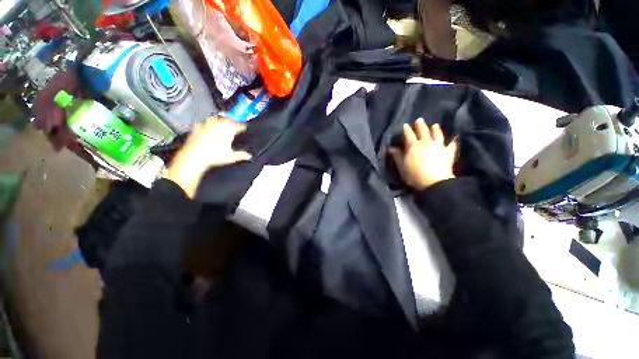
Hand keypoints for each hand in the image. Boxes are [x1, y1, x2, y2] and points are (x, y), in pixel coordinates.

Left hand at [165, 117, 251, 198]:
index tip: (244, 128)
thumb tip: (249, 156)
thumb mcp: (231, 157)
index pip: (239, 125)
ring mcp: (207, 125)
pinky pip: (202, 123)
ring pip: (215, 118)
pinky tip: (206, 128)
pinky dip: (206, 125)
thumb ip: (241, 155)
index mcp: (229, 130)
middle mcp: (218, 125)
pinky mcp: (197, 128)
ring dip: (219, 120)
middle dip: (232, 120)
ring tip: (221, 123)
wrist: (194, 156)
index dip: (243, 126)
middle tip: (234, 124)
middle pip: (227, 118)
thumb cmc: (213, 156)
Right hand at [389, 118, 457, 190]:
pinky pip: (452, 146)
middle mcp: (426, 143)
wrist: (434, 183)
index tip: (405, 125)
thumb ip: (397, 156)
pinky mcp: (448, 153)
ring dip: (436, 129)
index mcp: (414, 146)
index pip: (409, 135)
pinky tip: (456, 138)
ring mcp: (439, 147)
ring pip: (437, 135)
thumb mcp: (402, 166)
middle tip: (419, 119)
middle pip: (423, 131)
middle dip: (420, 125)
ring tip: (435, 125)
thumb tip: (391, 148)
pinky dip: (454, 142)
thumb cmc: (414, 175)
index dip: (407, 130)